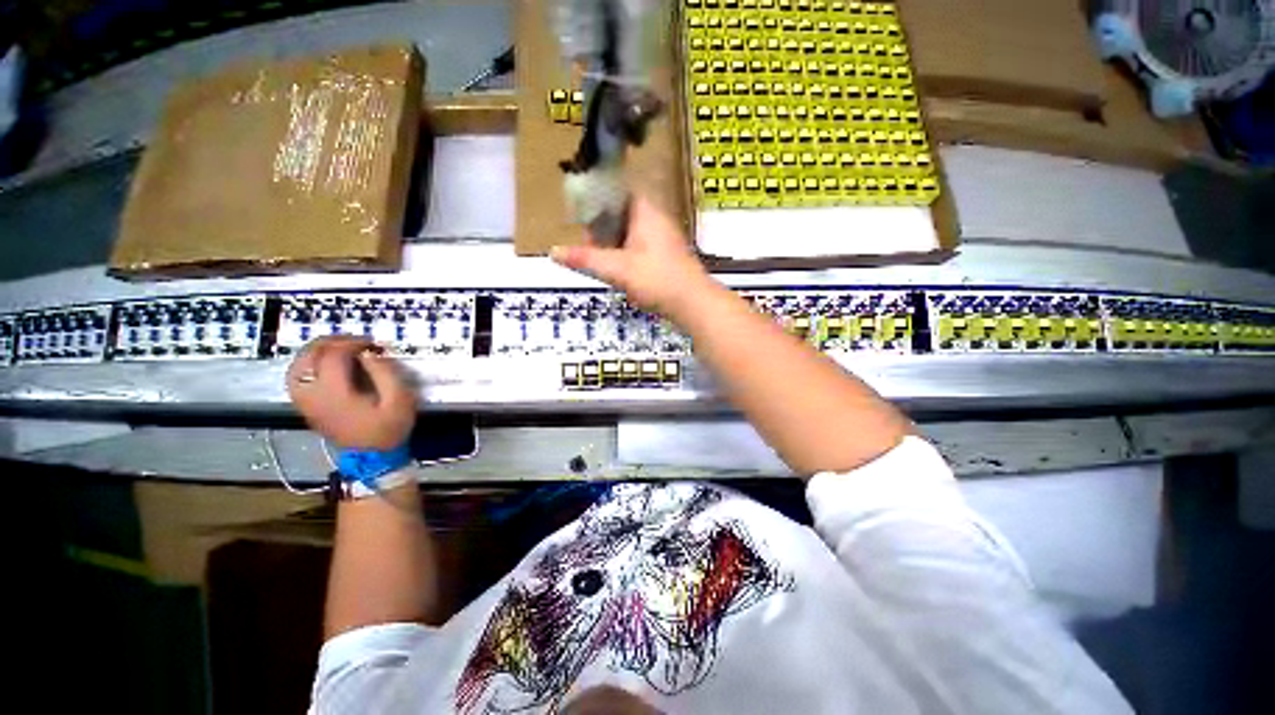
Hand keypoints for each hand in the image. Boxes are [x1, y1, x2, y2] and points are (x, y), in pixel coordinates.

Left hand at [286, 336, 417, 449]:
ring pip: (298, 366)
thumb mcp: (400, 401)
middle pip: (311, 356)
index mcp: (337, 396)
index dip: (352, 342)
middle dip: (333, 342)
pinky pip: (295, 379)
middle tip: (352, 343)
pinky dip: (304, 366)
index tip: (369, 344)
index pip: (334, 356)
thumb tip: (367, 353)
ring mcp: (308, 404)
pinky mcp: (307, 407)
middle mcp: (316, 397)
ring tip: (334, 349)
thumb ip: (385, 371)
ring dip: (315, 351)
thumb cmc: (387, 431)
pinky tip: (320, 364)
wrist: (374, 461)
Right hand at [551, 196, 714, 318]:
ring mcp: (663, 237)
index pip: (622, 189)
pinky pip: (638, 243)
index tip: (581, 202)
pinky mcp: (665, 255)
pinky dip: (622, 249)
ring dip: (611, 237)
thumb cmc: (657, 279)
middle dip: (601, 220)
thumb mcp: (616, 268)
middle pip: (623, 210)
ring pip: (630, 228)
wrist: (694, 304)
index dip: (601, 193)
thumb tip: (553, 252)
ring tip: (592, 251)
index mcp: (646, 212)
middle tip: (582, 234)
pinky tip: (612, 266)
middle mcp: (656, 219)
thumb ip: (585, 258)